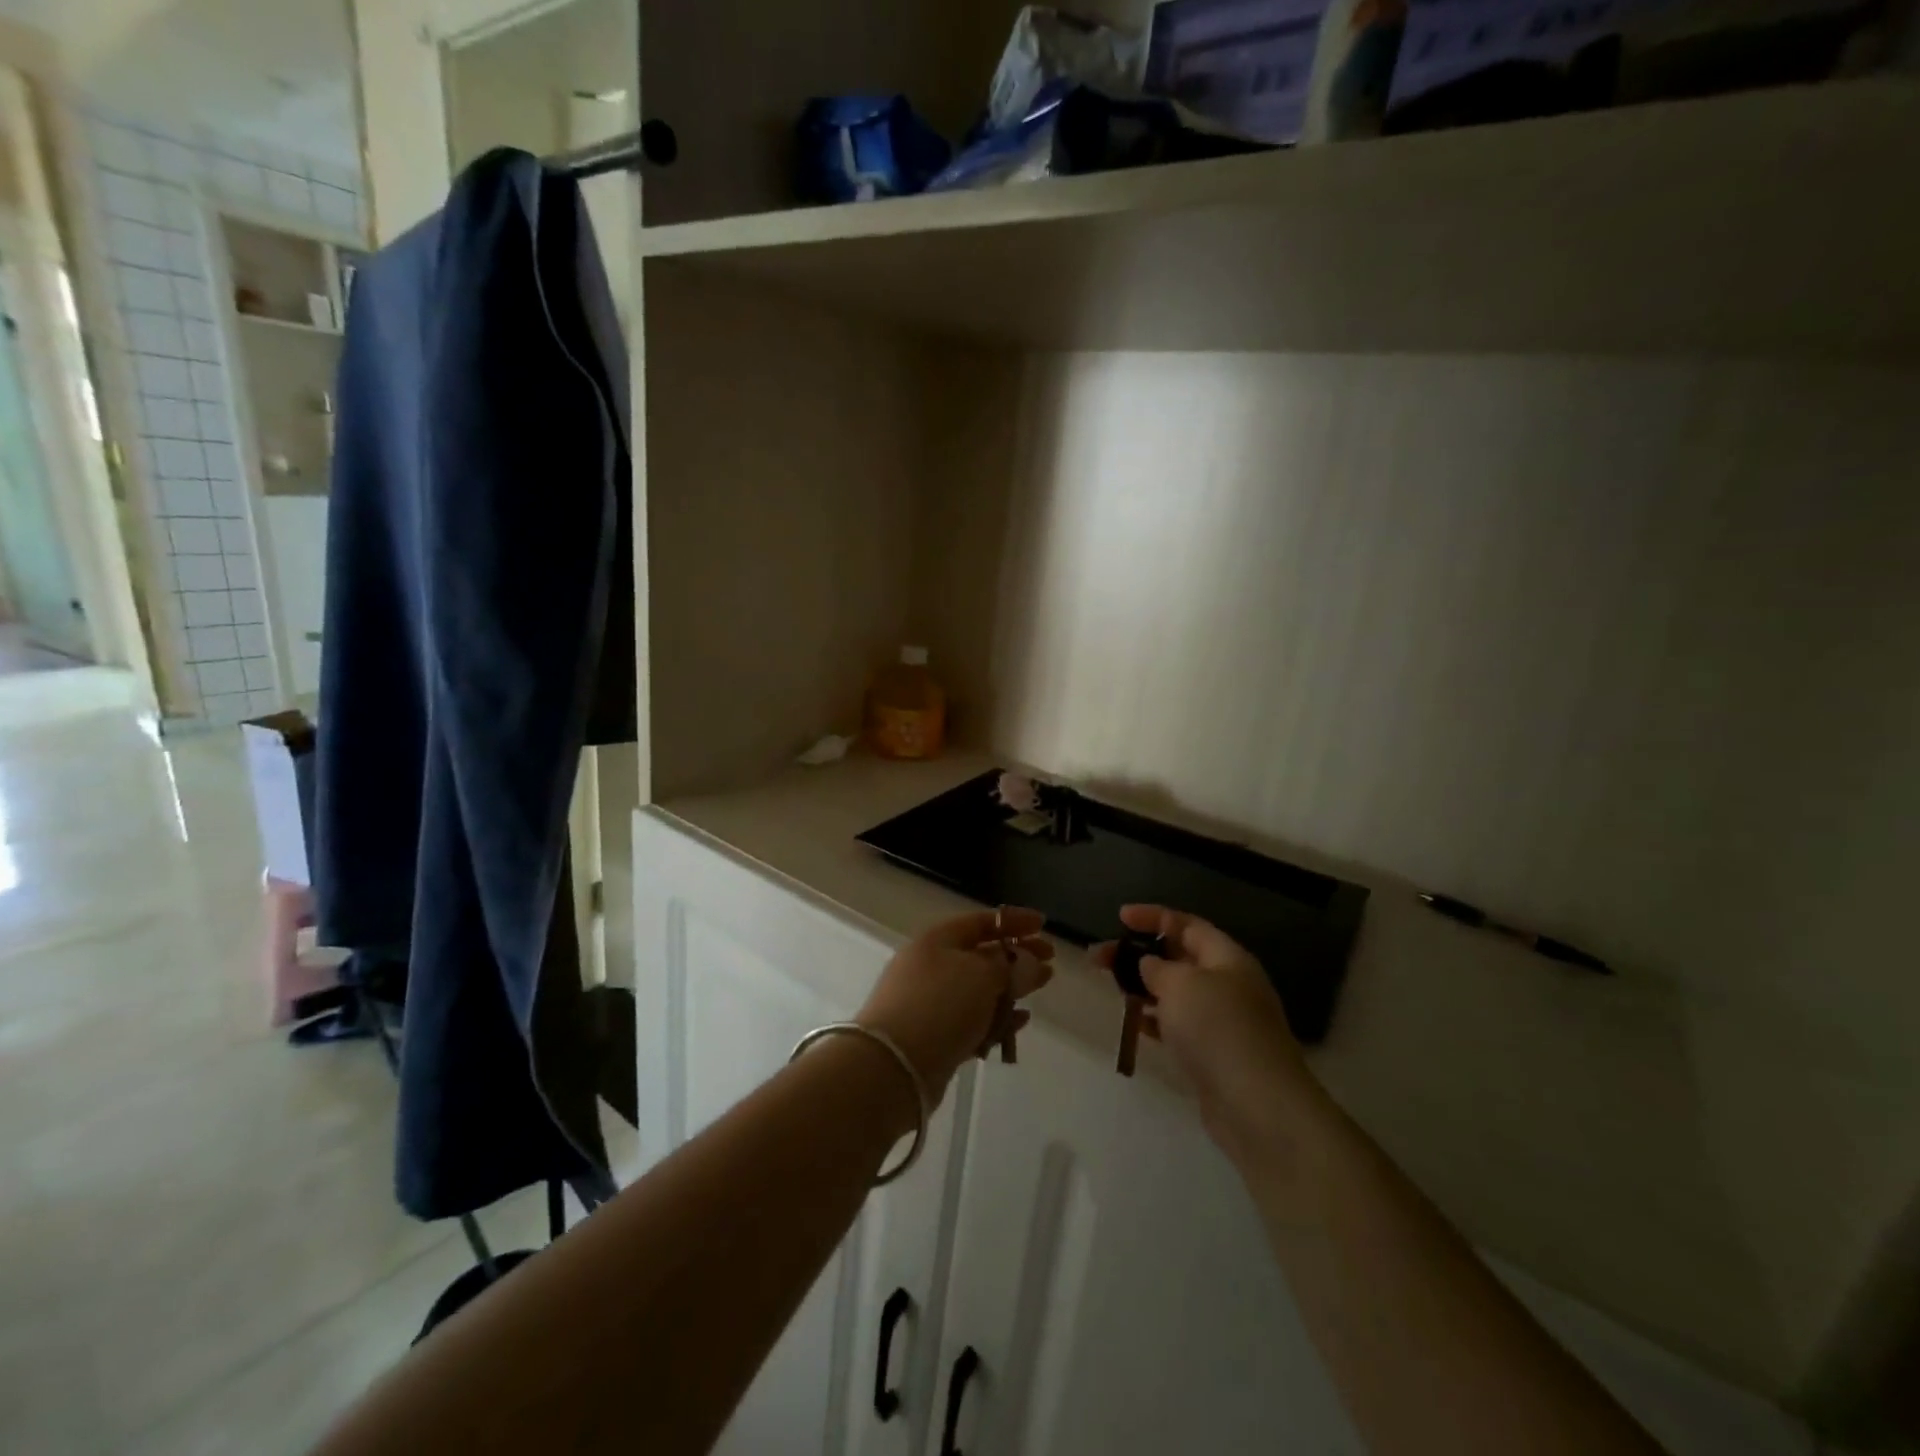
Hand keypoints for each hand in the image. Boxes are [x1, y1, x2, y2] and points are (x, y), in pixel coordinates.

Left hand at [858, 908, 1053, 1104]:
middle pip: (982, 955)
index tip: (1044, 925)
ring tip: (1040, 989)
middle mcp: (931, 966)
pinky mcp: (934, 1037)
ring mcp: (930, 1002)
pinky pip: (973, 1021)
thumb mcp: (982, 976)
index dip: (1013, 921)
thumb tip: (1030, 961)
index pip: (981, 922)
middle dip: (1017, 956)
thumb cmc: (939, 1006)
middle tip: (1050, 962)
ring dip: (1010, 989)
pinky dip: (996, 1019)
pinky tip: (1019, 1023)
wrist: (892, 1068)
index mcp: (937, 940)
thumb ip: (1011, 966)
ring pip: (979, 989)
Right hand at [1096, 905, 1328, 1166]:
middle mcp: (1228, 984)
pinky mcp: (1214, 1054)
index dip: (1153, 917)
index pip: (1187, 924)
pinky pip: (1178, 1025)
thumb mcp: (1181, 985)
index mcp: (1227, 958)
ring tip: (1111, 988)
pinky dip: (1154, 1020)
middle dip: (1139, 954)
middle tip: (1099, 959)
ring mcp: (1222, 1021)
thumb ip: (1158, 968)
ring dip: (1143, 987)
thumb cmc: (1218, 1030)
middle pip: (1178, 958)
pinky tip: (1134, 1023)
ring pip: (1176, 993)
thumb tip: (1150, 964)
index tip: (1119, 918)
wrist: (1257, 1106)